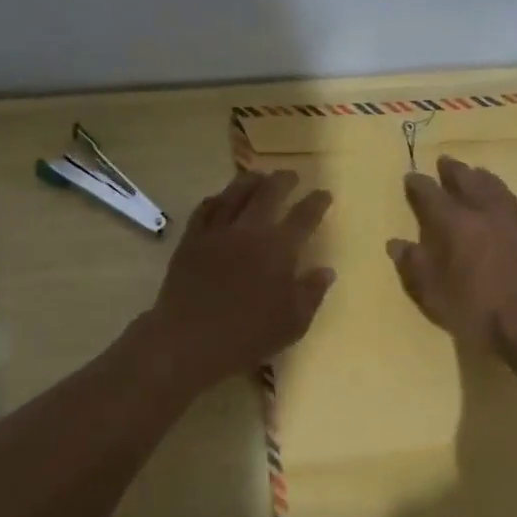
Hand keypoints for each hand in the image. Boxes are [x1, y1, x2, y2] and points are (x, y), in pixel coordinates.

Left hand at [137, 168, 334, 394]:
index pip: (305, 215)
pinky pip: (205, 209)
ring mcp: (217, 231)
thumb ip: (312, 292)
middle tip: (291, 176)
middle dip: (283, 180)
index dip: (317, 201)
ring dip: (250, 181)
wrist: (190, 340)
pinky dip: (216, 199)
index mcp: (279, 248)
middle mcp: (249, 230)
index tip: (324, 193)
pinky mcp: (191, 240)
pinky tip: (219, 198)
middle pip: (269, 192)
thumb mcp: (293, 323)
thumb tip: (326, 270)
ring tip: (258, 177)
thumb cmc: (248, 336)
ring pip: (235, 193)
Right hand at [388, 156, 516, 354]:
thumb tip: (396, 243)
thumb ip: (412, 263)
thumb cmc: (471, 308)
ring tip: (479, 174)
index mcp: (455, 223)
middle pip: (468, 182)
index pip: (431, 194)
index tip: (410, 177)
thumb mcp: (430, 291)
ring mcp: (515, 225)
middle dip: (454, 171)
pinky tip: (515, 216)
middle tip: (445, 161)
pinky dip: (515, 213)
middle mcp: (485, 214)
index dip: (418, 184)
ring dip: (486, 180)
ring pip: (500, 191)